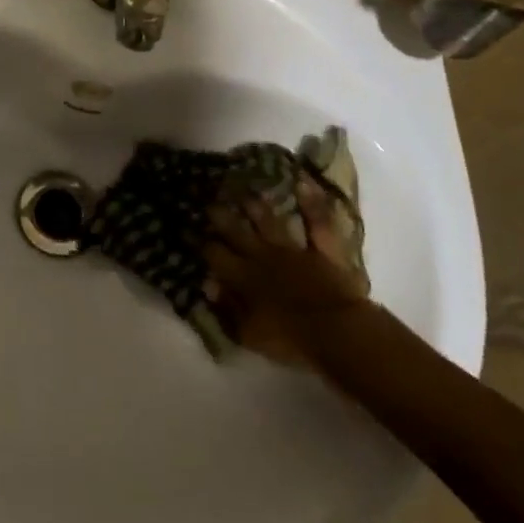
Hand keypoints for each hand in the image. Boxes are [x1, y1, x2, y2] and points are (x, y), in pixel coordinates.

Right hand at [204, 177, 368, 366]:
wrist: (336, 332)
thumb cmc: (289, 340)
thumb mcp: (249, 333)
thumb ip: (226, 308)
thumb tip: (207, 284)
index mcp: (243, 277)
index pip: (215, 255)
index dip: (200, 242)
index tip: (187, 229)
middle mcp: (263, 256)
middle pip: (237, 232)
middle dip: (221, 216)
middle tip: (208, 199)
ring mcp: (294, 250)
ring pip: (270, 222)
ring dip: (257, 206)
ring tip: (244, 190)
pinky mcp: (323, 250)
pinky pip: (317, 223)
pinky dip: (311, 203)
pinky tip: (302, 183)